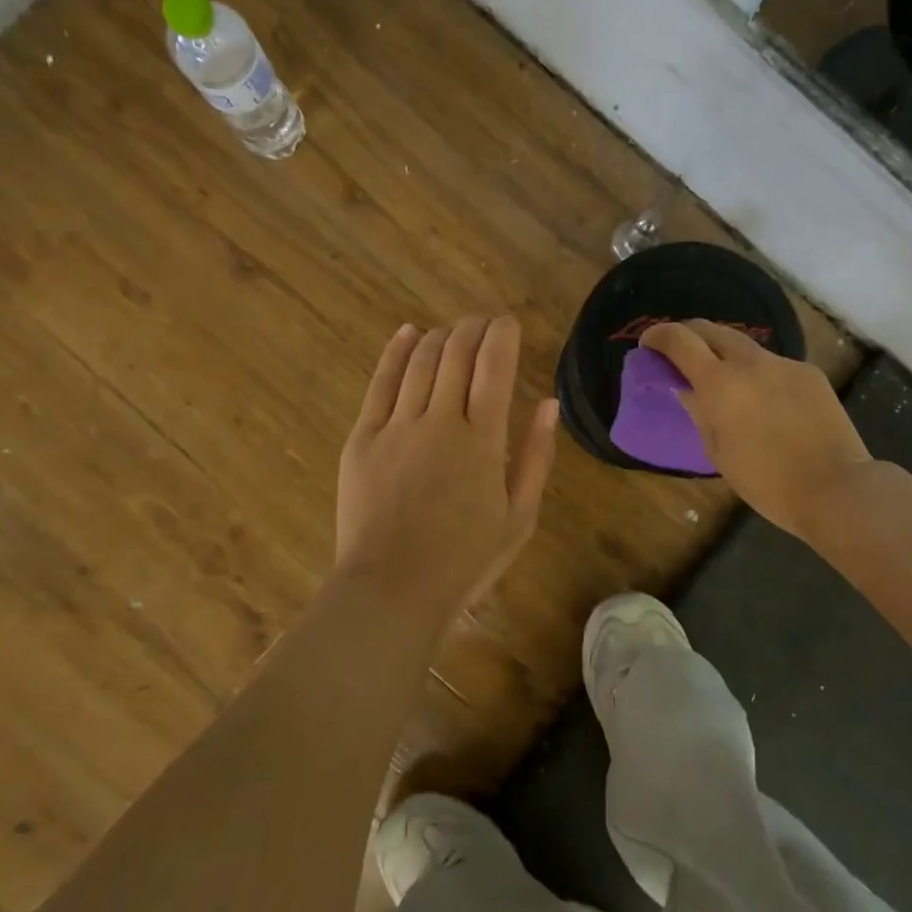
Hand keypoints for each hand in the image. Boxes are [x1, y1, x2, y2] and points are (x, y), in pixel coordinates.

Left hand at [336, 317, 557, 612]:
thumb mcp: (519, 517)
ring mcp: (397, 426)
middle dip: (473, 329)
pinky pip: (380, 383)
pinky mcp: (363, 438)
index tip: (508, 322)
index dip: (502, 336)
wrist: (392, 588)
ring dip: (439, 337)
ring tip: (452, 331)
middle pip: (456, 355)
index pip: (495, 368)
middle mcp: (440, 421)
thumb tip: (549, 404)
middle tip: (482, 322)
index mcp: (483, 441)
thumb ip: (536, 456)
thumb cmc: (464, 560)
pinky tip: (407, 334)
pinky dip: (396, 352)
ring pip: (420, 362)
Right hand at [643, 320, 872, 538]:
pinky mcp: (809, 373)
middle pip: (712, 329)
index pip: (680, 340)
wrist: (836, 488)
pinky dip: (758, 374)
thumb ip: (699, 412)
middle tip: (680, 355)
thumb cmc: (766, 482)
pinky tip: (765, 402)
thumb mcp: (718, 451)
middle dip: (690, 335)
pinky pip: (773, 365)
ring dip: (724, 354)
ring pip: (745, 346)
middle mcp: (750, 363)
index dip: (659, 335)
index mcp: (720, 384)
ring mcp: (783, 364)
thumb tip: (685, 389)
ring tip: (723, 380)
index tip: (648, 344)